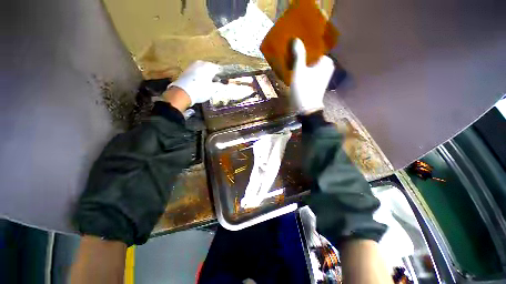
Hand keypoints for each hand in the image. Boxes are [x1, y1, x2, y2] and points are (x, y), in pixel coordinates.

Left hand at [169, 61, 221, 105]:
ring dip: (206, 75)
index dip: (222, 75)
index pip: (218, 69)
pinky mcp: (186, 71)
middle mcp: (200, 63)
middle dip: (213, 75)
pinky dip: (200, 76)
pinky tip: (200, 83)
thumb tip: (224, 85)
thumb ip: (220, 86)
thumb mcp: (213, 90)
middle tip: (216, 83)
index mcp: (208, 66)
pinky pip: (196, 72)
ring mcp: (192, 66)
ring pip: (202, 70)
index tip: (224, 81)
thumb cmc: (201, 90)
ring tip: (208, 84)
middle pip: (210, 68)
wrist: (183, 92)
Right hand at [290, 38, 334, 113]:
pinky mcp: (317, 82)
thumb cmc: (304, 90)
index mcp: (325, 61)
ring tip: (291, 57)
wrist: (306, 109)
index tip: (294, 42)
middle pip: (312, 56)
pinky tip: (295, 68)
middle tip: (291, 50)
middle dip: (302, 53)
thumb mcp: (299, 71)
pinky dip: (303, 69)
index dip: (304, 44)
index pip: (315, 47)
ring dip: (302, 61)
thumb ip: (298, 55)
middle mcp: (326, 66)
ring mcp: (322, 75)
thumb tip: (296, 39)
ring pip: (310, 63)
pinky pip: (309, 71)